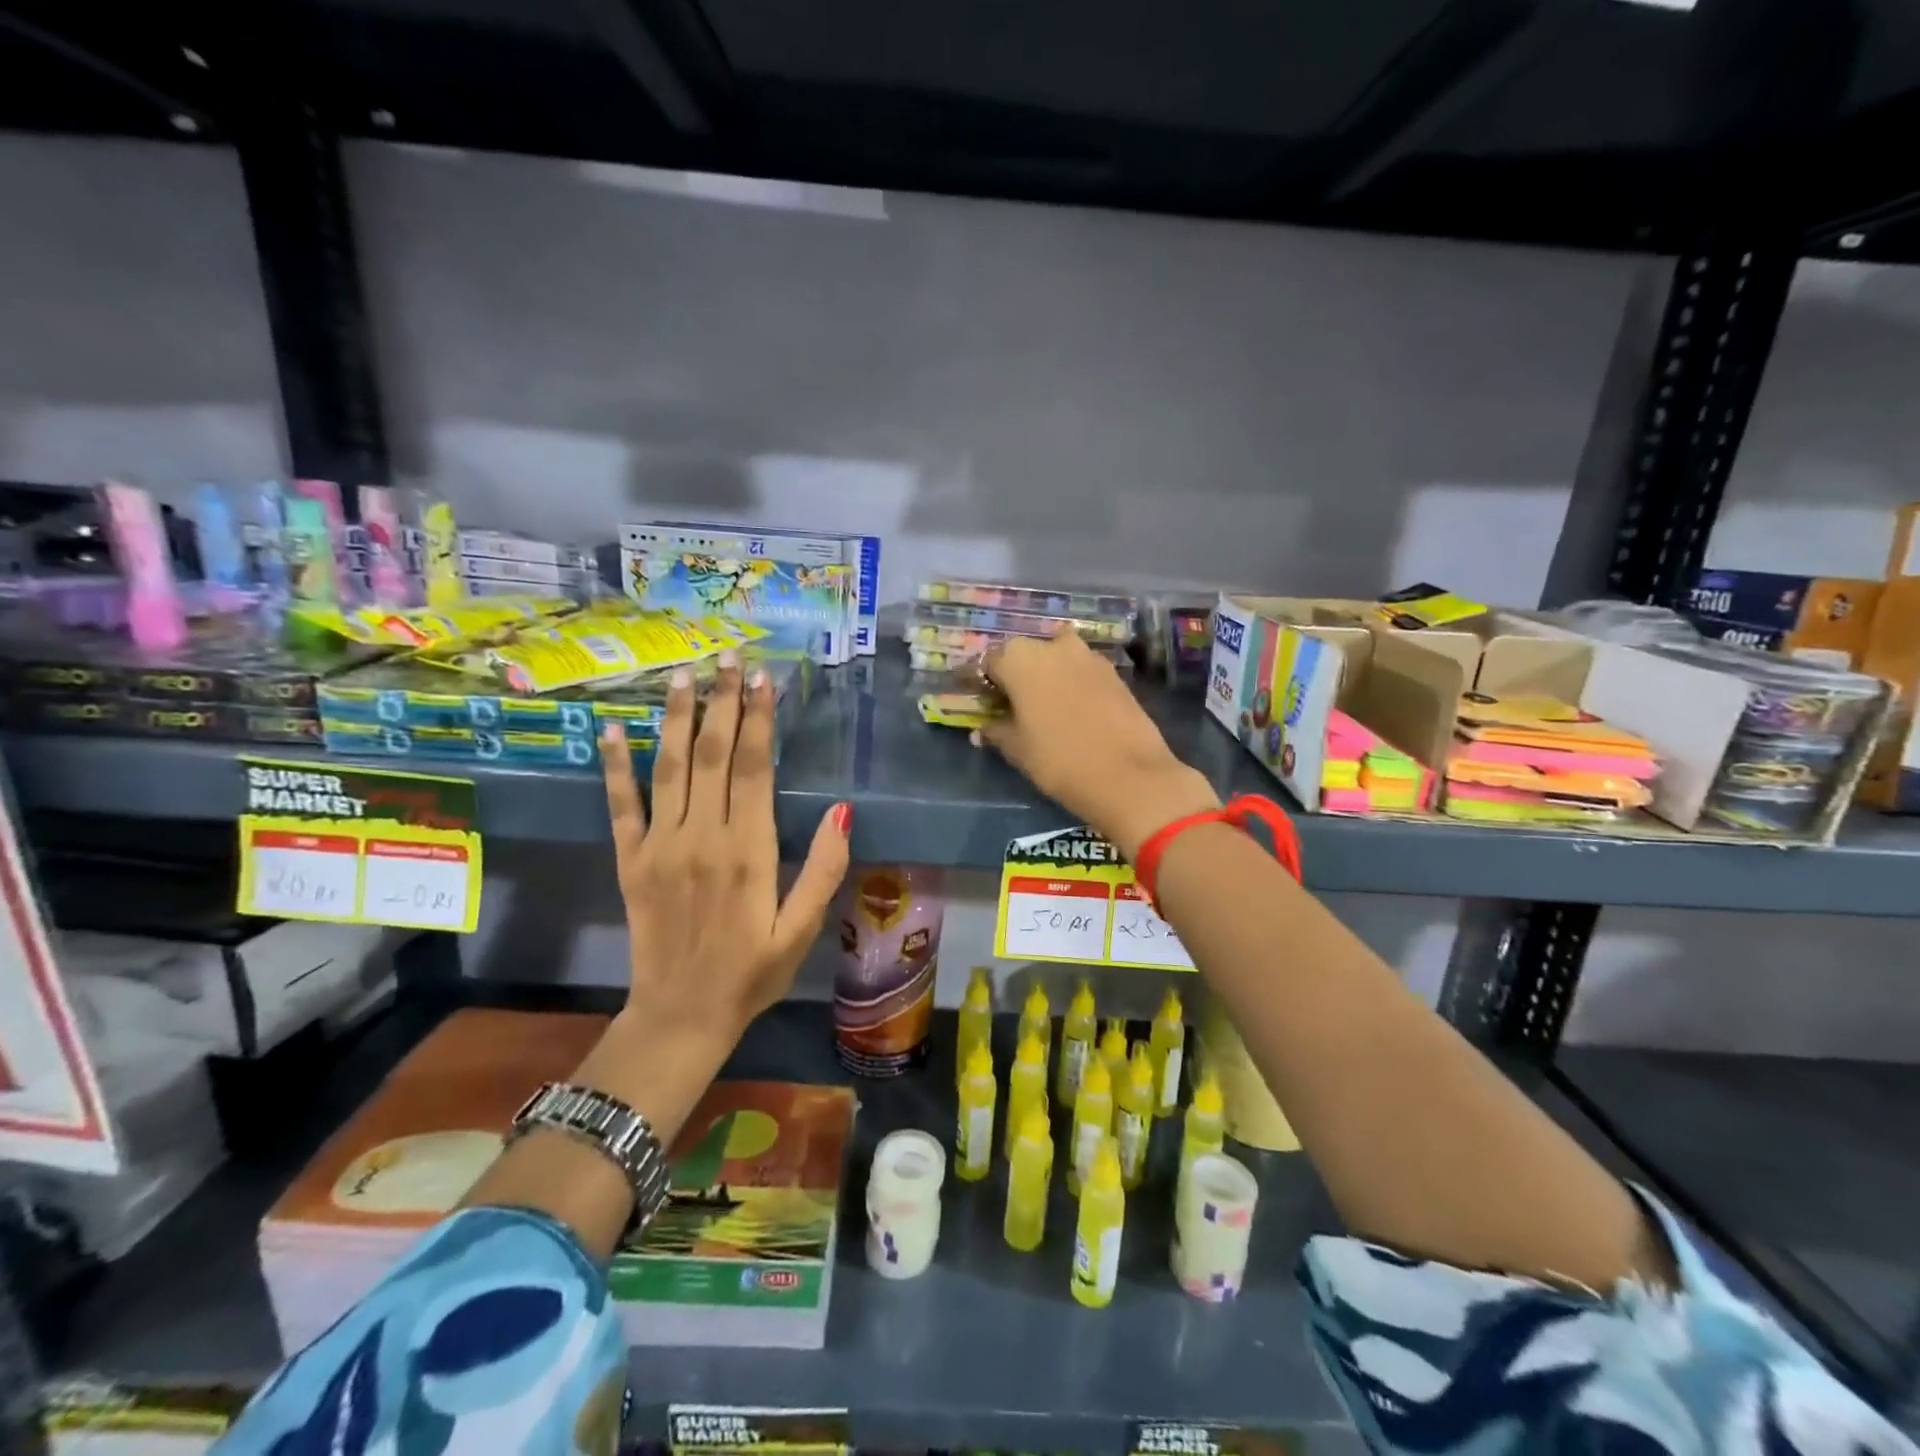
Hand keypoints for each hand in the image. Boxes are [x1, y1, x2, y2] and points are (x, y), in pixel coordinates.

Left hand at [601, 655, 850, 1053]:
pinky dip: (615, 766)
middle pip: (712, 754)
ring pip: (669, 767)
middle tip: (726, 657)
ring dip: (676, 718)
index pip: (754, 768)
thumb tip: (843, 809)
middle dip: (721, 701)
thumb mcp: (803, 929)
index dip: (758, 719)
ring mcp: (660, 846)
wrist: (682, 1016)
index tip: (762, 679)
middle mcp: (702, 837)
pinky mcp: (630, 861)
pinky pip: (621, 806)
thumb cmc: (753, 973)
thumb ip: (824, 869)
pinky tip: (611, 730)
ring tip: (682, 675)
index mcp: (749, 851)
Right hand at [979, 631, 1218, 858]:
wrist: (1130, 776)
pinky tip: (1073, 712)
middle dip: (1017, 676)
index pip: (990, 663)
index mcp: (1019, 658)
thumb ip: (997, 731)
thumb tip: (983, 729)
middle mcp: (1053, 646)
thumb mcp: (1018, 749)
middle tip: (1013, 707)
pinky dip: (1073, 684)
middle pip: (1025, 655)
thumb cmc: (1059, 760)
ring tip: (1044, 709)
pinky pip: (1082, 672)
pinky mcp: (1114, 672)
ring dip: (1047, 677)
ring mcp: (1088, 656)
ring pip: (1057, 660)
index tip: (985, 704)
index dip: (985, 684)